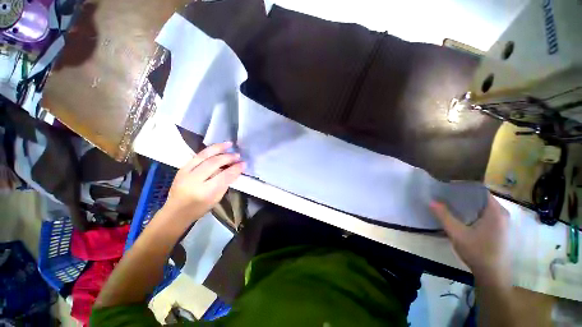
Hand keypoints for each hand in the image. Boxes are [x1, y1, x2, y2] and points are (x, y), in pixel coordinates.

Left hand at [162, 142, 244, 222]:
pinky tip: (218, 147)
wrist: (176, 211)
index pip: (224, 176)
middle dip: (228, 157)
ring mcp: (186, 172)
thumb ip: (226, 182)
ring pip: (204, 155)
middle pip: (214, 163)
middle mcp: (194, 180)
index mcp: (205, 192)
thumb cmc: (200, 207)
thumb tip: (236, 169)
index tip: (244, 164)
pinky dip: (209, 150)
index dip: (235, 168)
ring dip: (218, 148)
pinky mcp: (182, 168)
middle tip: (238, 155)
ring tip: (229, 144)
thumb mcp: (217, 198)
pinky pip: (198, 155)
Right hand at [430, 194, 511, 284]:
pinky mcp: (500, 229)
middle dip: (463, 196)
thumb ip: (444, 216)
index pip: (479, 190)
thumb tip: (431, 201)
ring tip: (451, 204)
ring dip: (468, 205)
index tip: (448, 187)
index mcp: (495, 211)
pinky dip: (473, 212)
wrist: (493, 275)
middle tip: (446, 196)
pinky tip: (462, 217)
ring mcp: (502, 222)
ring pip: (483, 207)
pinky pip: (485, 214)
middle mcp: (502, 213)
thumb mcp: (457, 233)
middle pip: (481, 198)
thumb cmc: (477, 252)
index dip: (463, 187)